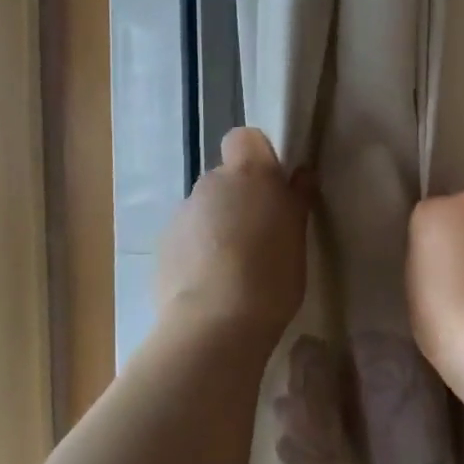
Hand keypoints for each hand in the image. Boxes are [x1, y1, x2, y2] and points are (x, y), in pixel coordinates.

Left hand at [156, 126, 310, 343]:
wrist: (214, 324)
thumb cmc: (270, 276)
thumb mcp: (297, 238)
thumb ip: (296, 200)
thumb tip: (301, 174)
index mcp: (248, 174)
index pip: (245, 139)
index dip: (258, 157)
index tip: (272, 187)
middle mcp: (211, 183)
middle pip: (226, 178)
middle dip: (239, 199)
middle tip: (259, 237)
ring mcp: (182, 213)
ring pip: (205, 209)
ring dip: (218, 226)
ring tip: (234, 268)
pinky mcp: (163, 244)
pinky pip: (187, 236)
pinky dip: (198, 251)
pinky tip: (210, 284)